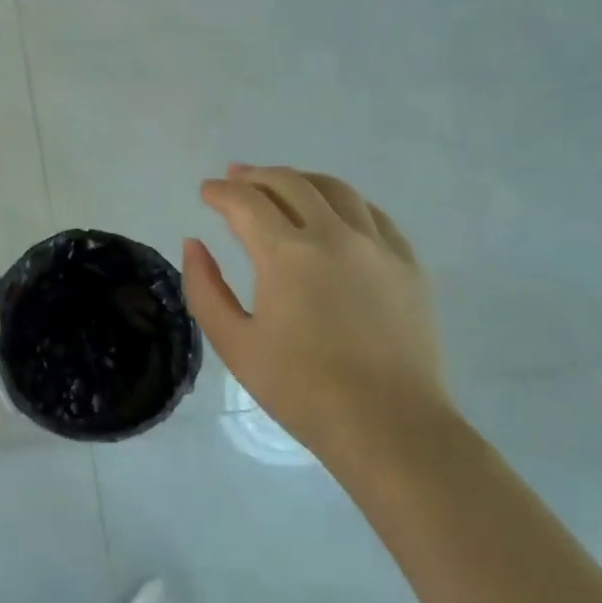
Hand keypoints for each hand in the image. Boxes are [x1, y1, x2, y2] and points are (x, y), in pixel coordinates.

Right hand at [183, 166, 449, 469]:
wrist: (388, 426)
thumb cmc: (301, 389)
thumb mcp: (234, 343)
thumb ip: (205, 287)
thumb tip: (194, 244)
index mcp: (286, 255)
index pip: (245, 202)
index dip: (220, 191)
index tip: (206, 192)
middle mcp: (333, 236)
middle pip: (289, 183)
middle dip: (255, 176)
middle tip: (235, 179)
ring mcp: (377, 247)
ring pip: (335, 189)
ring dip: (300, 180)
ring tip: (281, 185)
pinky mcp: (407, 265)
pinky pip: (373, 214)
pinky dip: (343, 202)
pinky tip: (333, 212)